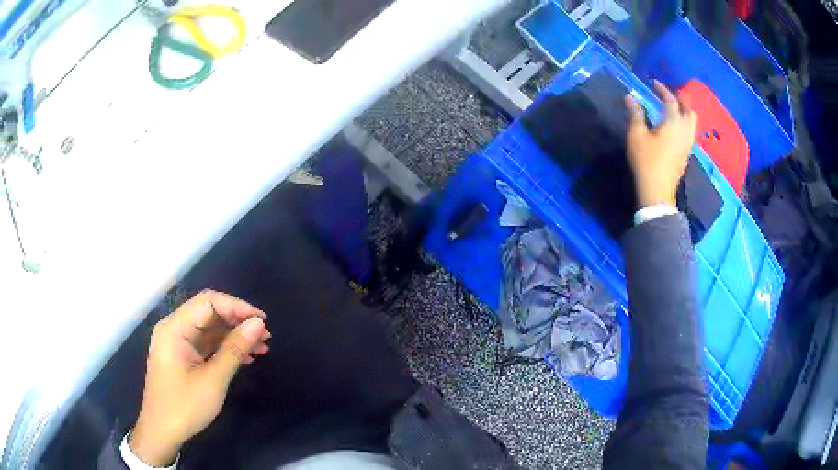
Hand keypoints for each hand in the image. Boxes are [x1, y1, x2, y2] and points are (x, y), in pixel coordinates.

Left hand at [129, 290, 270, 466]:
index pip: (208, 302)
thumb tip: (258, 324)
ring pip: (210, 328)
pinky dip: (225, 347)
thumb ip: (234, 349)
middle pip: (209, 312)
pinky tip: (246, 357)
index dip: (237, 307)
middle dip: (238, 321)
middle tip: (265, 336)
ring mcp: (177, 342)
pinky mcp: (182, 355)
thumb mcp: (213, 380)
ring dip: (235, 335)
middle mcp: (174, 328)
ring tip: (262, 347)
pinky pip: (206, 343)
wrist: (162, 432)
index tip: (262, 322)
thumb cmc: (185, 406)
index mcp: (174, 328)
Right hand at [625, 80, 697, 207]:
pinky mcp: (686, 154)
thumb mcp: (637, 135)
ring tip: (677, 108)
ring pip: (693, 123)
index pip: (671, 100)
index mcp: (673, 123)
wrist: (657, 190)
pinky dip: (686, 124)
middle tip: (673, 94)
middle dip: (682, 100)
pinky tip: (677, 126)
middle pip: (689, 110)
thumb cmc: (646, 160)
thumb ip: (636, 114)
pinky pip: (691, 132)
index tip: (654, 83)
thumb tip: (630, 97)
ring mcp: (688, 144)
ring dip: (686, 112)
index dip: (663, 89)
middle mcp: (685, 131)